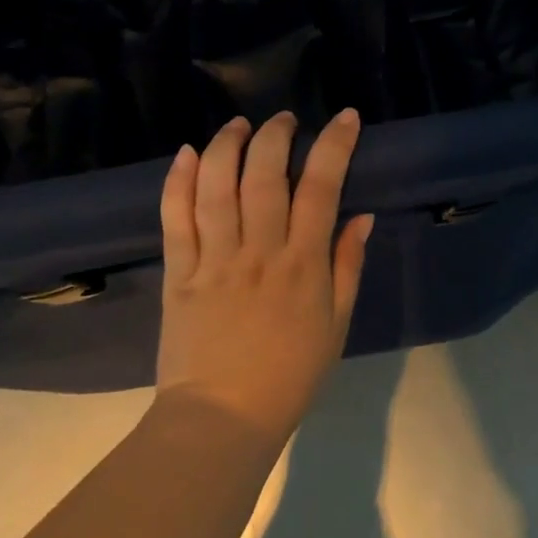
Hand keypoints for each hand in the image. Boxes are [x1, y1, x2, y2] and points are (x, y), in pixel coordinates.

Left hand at [154, 109, 373, 445]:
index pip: (321, 188)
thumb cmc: (290, 375)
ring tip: (237, 125)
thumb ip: (348, 266)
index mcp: (302, 265)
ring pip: (217, 188)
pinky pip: (175, 219)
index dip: (334, 146)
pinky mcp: (179, 273)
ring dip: (227, 146)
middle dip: (275, 136)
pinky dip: (178, 182)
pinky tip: (186, 153)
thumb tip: (362, 215)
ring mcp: (214, 260)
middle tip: (283, 119)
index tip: (344, 117)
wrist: (222, 420)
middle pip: (264, 176)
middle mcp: (258, 252)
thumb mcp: (336, 325)